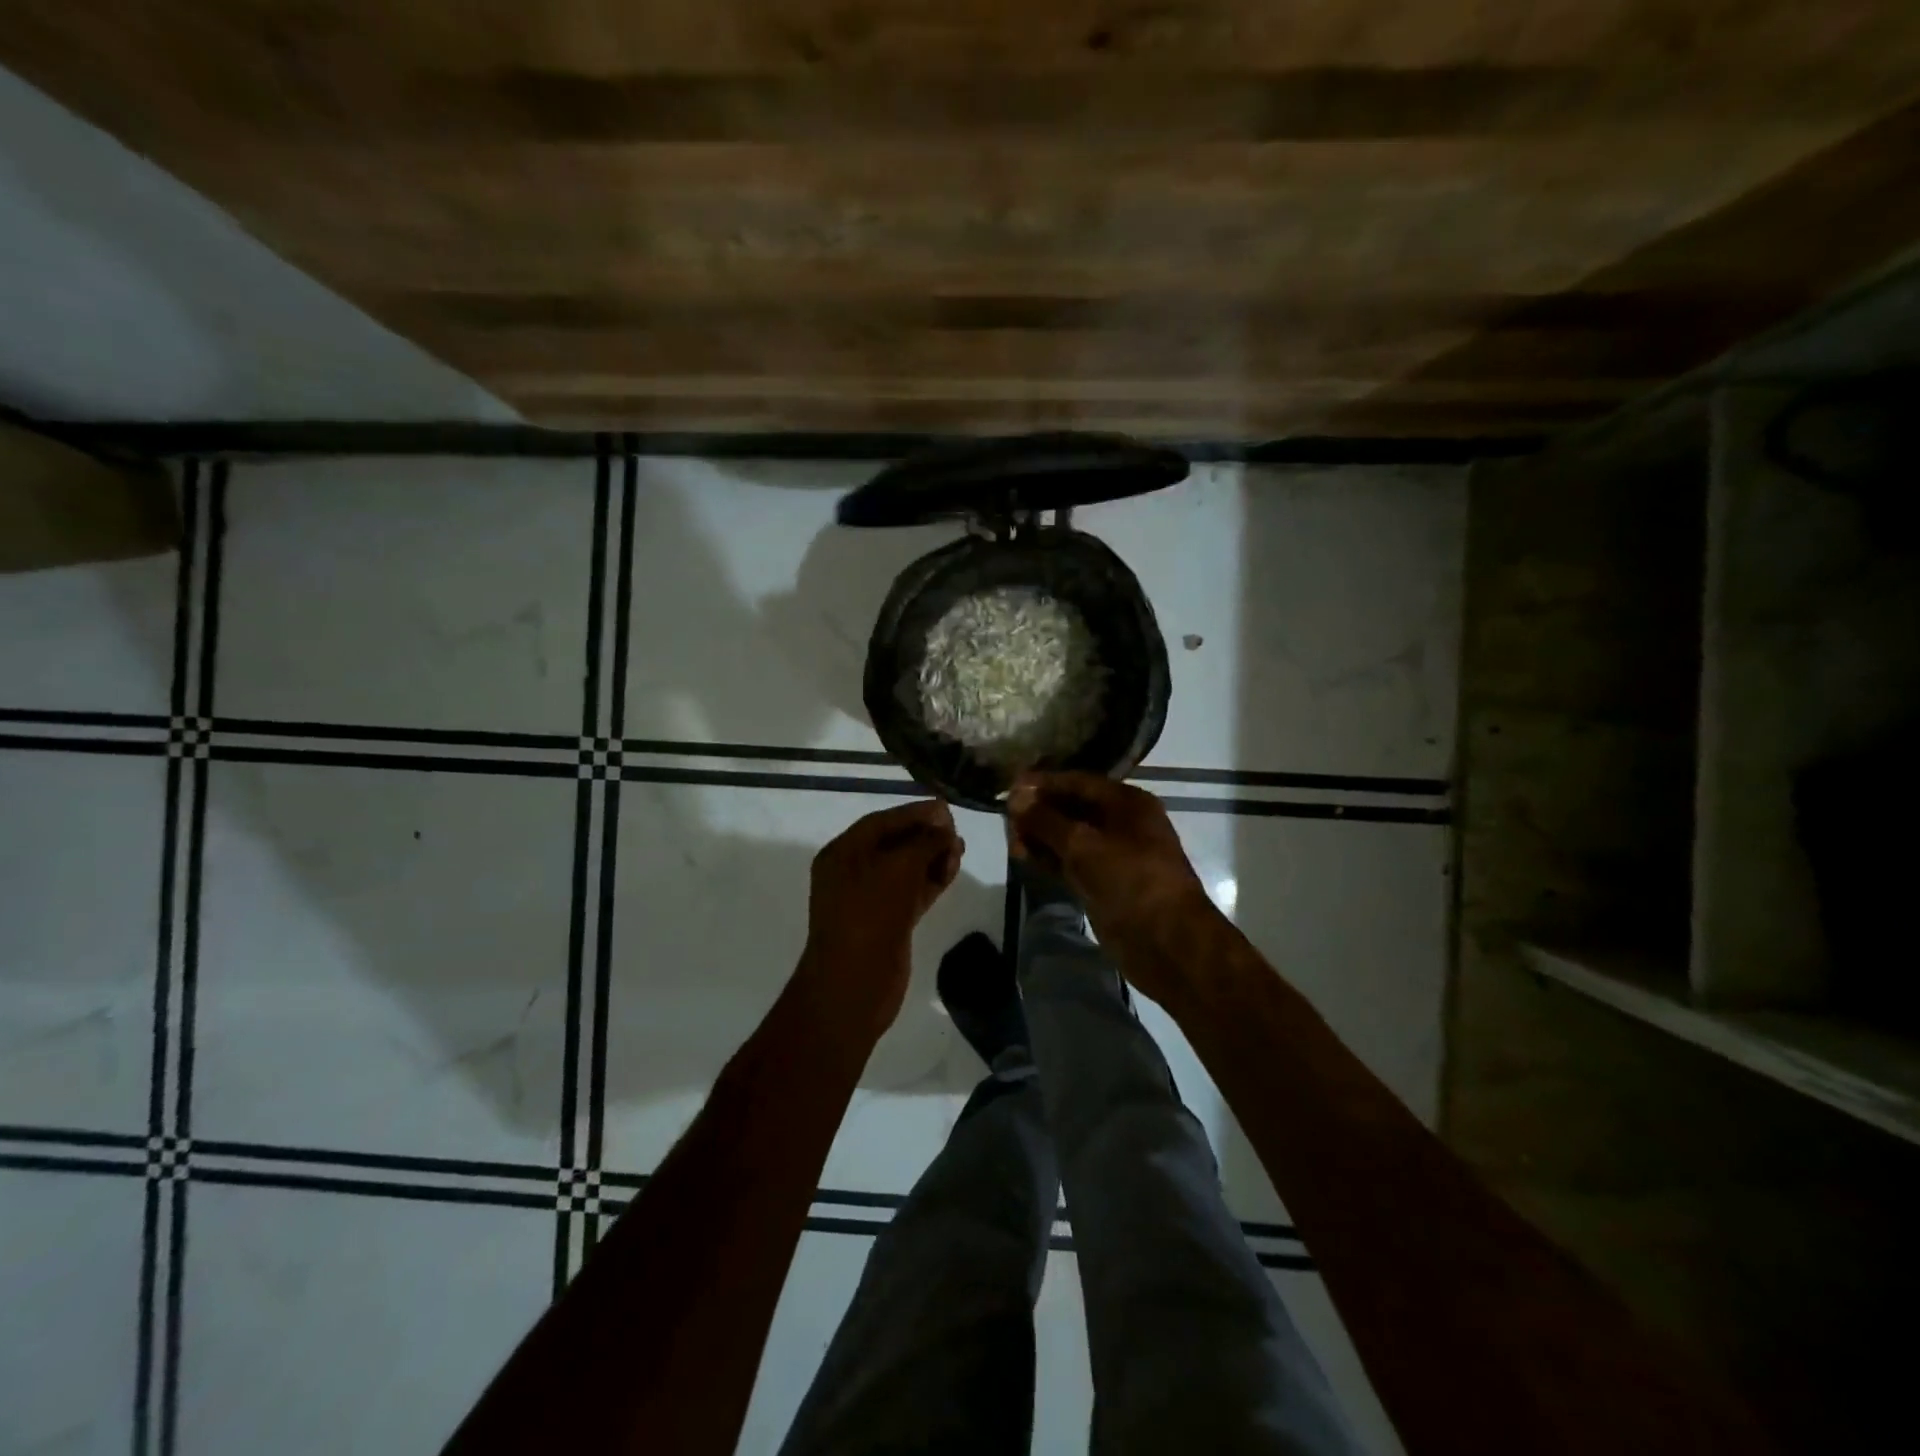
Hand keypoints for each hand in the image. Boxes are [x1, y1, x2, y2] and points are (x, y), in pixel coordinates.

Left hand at [798, 798, 964, 1039]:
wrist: (855, 985)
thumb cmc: (870, 915)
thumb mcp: (898, 868)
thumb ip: (924, 842)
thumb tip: (944, 826)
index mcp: (843, 853)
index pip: (881, 822)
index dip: (914, 812)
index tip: (946, 807)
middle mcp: (853, 872)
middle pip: (895, 843)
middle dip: (926, 834)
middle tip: (956, 829)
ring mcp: (871, 899)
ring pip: (906, 868)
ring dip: (933, 856)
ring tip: (961, 848)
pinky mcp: (889, 922)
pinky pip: (912, 891)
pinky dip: (932, 879)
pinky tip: (953, 869)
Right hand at [1007, 772, 1216, 992]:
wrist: (1167, 943)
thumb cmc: (1131, 881)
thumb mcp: (1085, 845)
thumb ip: (1047, 820)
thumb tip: (1015, 797)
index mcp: (1127, 803)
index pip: (1078, 782)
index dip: (1044, 783)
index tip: (1009, 786)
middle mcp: (1121, 824)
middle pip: (1072, 808)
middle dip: (1039, 811)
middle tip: (1006, 817)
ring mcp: (1112, 855)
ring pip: (1069, 837)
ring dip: (1040, 836)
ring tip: (1011, 839)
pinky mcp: (1103, 883)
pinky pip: (1070, 862)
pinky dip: (1049, 859)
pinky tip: (1023, 857)